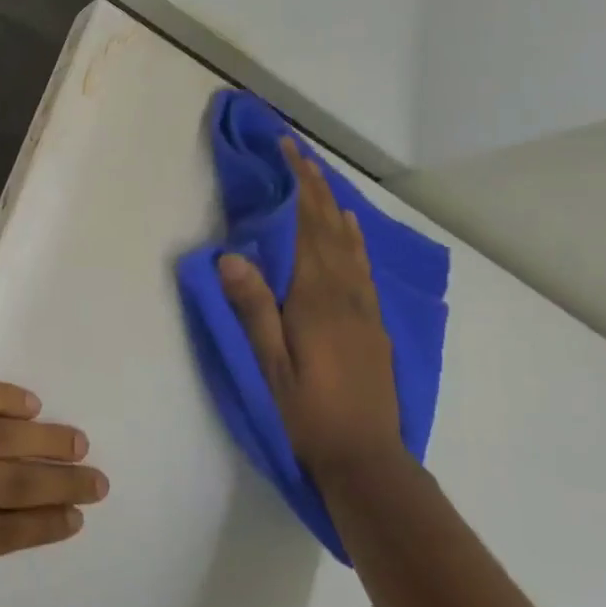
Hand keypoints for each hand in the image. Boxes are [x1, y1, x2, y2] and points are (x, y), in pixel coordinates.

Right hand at [218, 138, 407, 486]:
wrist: (366, 456)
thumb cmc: (309, 413)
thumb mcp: (271, 365)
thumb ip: (253, 309)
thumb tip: (231, 255)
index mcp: (317, 299)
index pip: (308, 228)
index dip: (301, 186)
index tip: (289, 150)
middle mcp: (346, 293)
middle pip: (331, 228)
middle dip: (315, 186)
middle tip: (299, 152)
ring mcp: (365, 308)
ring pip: (351, 244)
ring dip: (333, 206)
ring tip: (320, 179)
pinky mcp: (373, 324)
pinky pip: (363, 266)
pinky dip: (354, 238)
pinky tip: (350, 231)